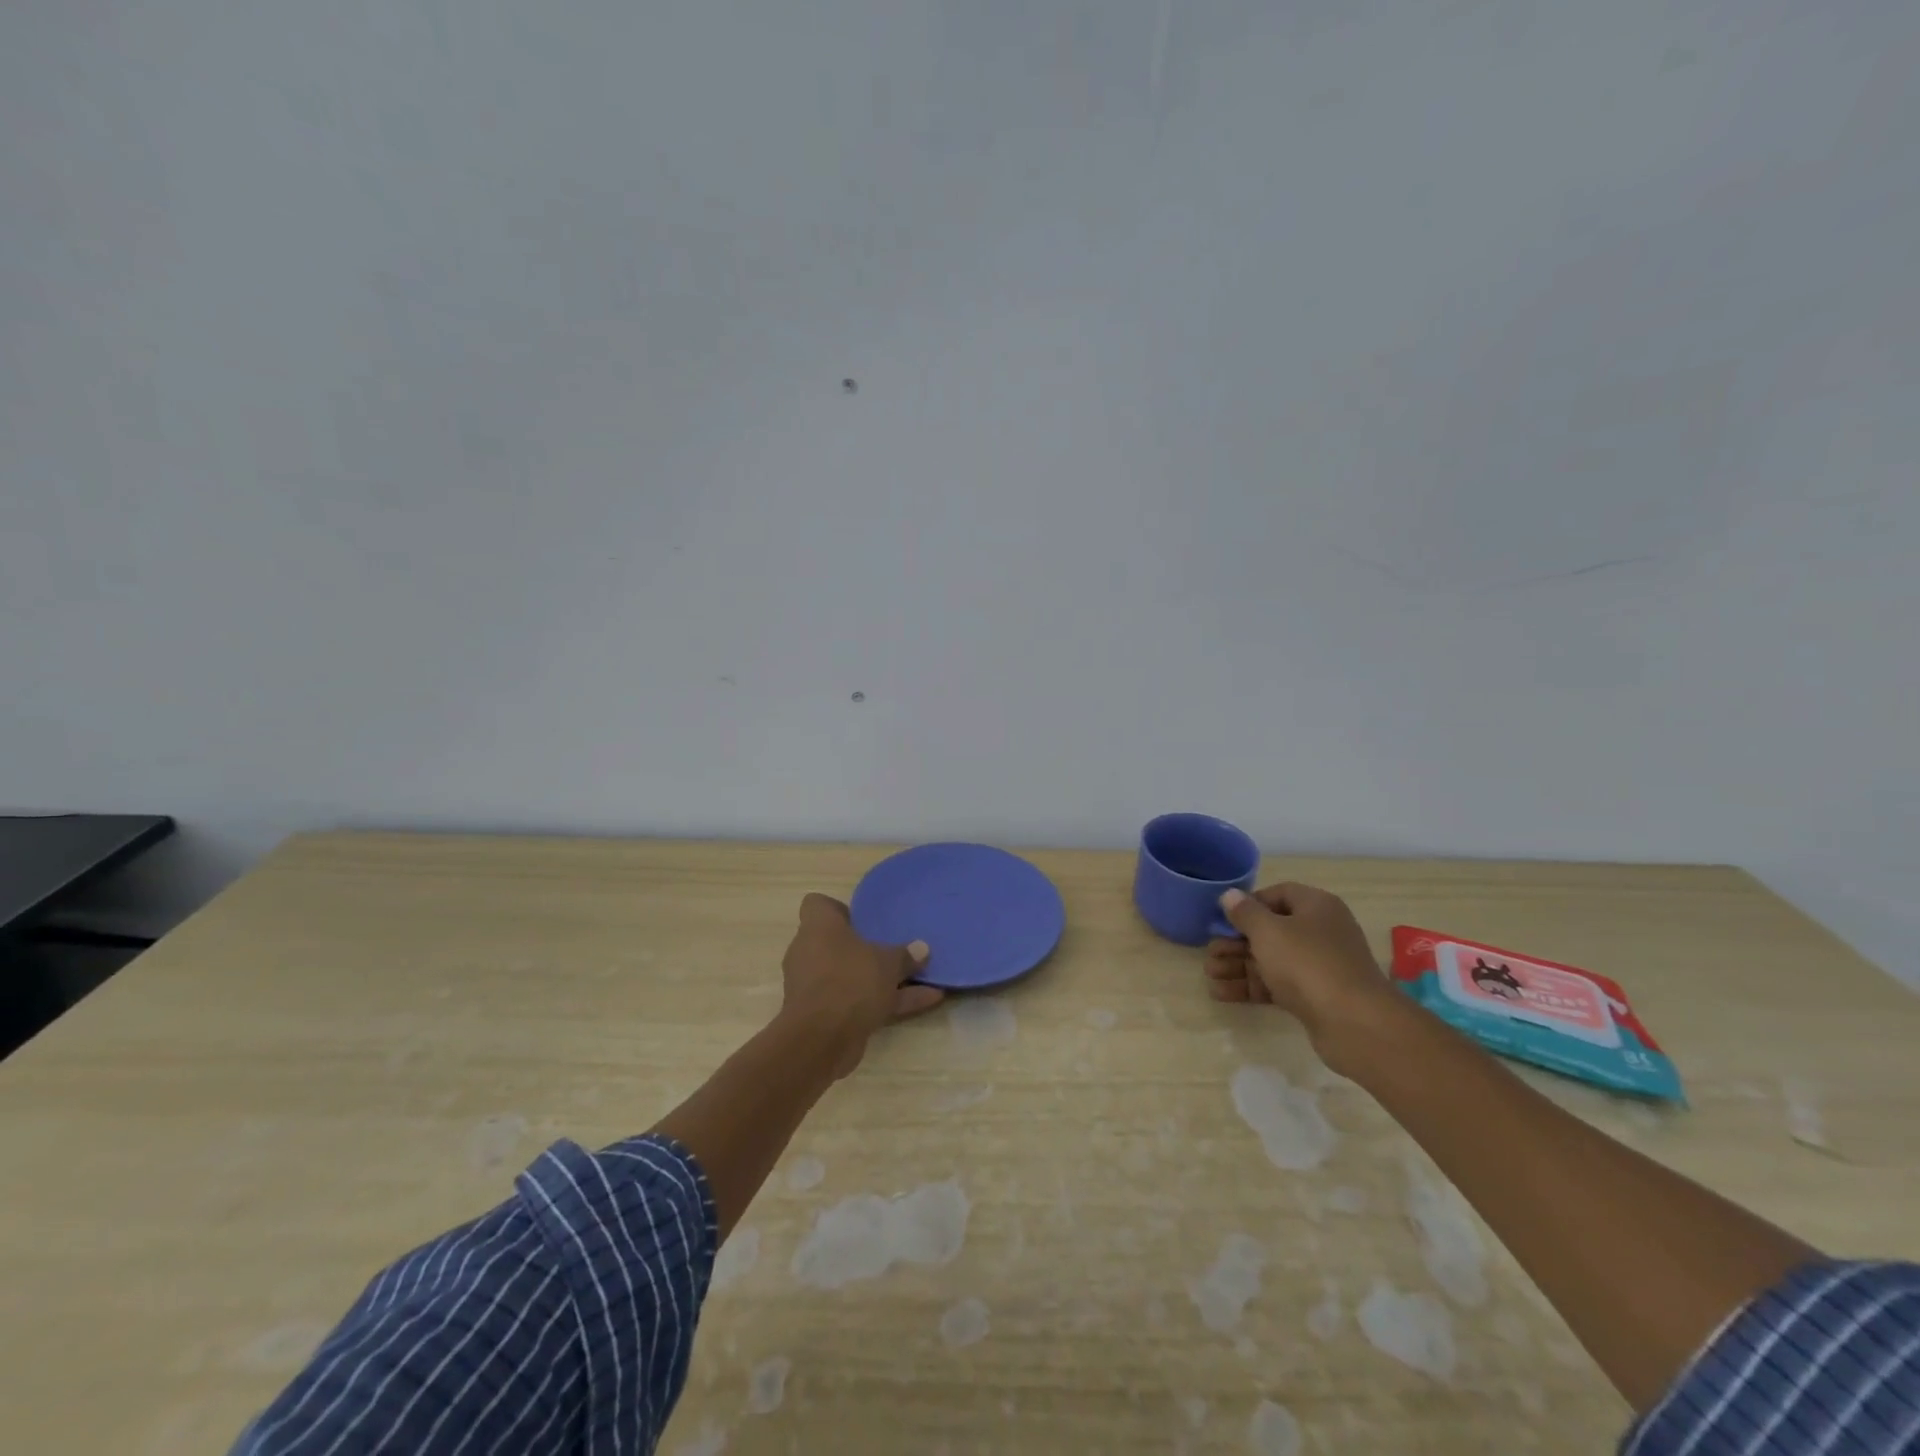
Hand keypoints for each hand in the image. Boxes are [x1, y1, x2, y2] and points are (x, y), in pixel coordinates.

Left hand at [779, 893, 942, 1076]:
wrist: (821, 1039)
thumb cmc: (850, 981)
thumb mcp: (887, 963)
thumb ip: (905, 955)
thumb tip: (922, 949)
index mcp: (818, 927)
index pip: (817, 905)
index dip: (838, 909)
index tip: (863, 919)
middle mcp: (810, 952)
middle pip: (838, 943)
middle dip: (866, 948)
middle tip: (895, 948)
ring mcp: (816, 986)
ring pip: (852, 975)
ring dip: (882, 979)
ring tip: (920, 977)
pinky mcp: (824, 1015)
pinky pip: (858, 1001)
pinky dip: (886, 1002)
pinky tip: (925, 1002)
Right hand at [1204, 882, 1391, 1057]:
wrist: (1354, 1023)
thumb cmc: (1307, 963)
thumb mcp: (1268, 931)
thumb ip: (1245, 912)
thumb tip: (1231, 895)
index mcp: (1316, 906)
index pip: (1279, 894)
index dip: (1249, 904)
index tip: (1224, 918)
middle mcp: (1321, 931)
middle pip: (1271, 930)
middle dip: (1236, 941)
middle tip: (1209, 952)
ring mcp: (1319, 966)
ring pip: (1271, 959)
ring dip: (1238, 965)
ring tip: (1209, 974)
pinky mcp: (1315, 996)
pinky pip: (1277, 984)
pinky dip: (1251, 986)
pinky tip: (1221, 993)